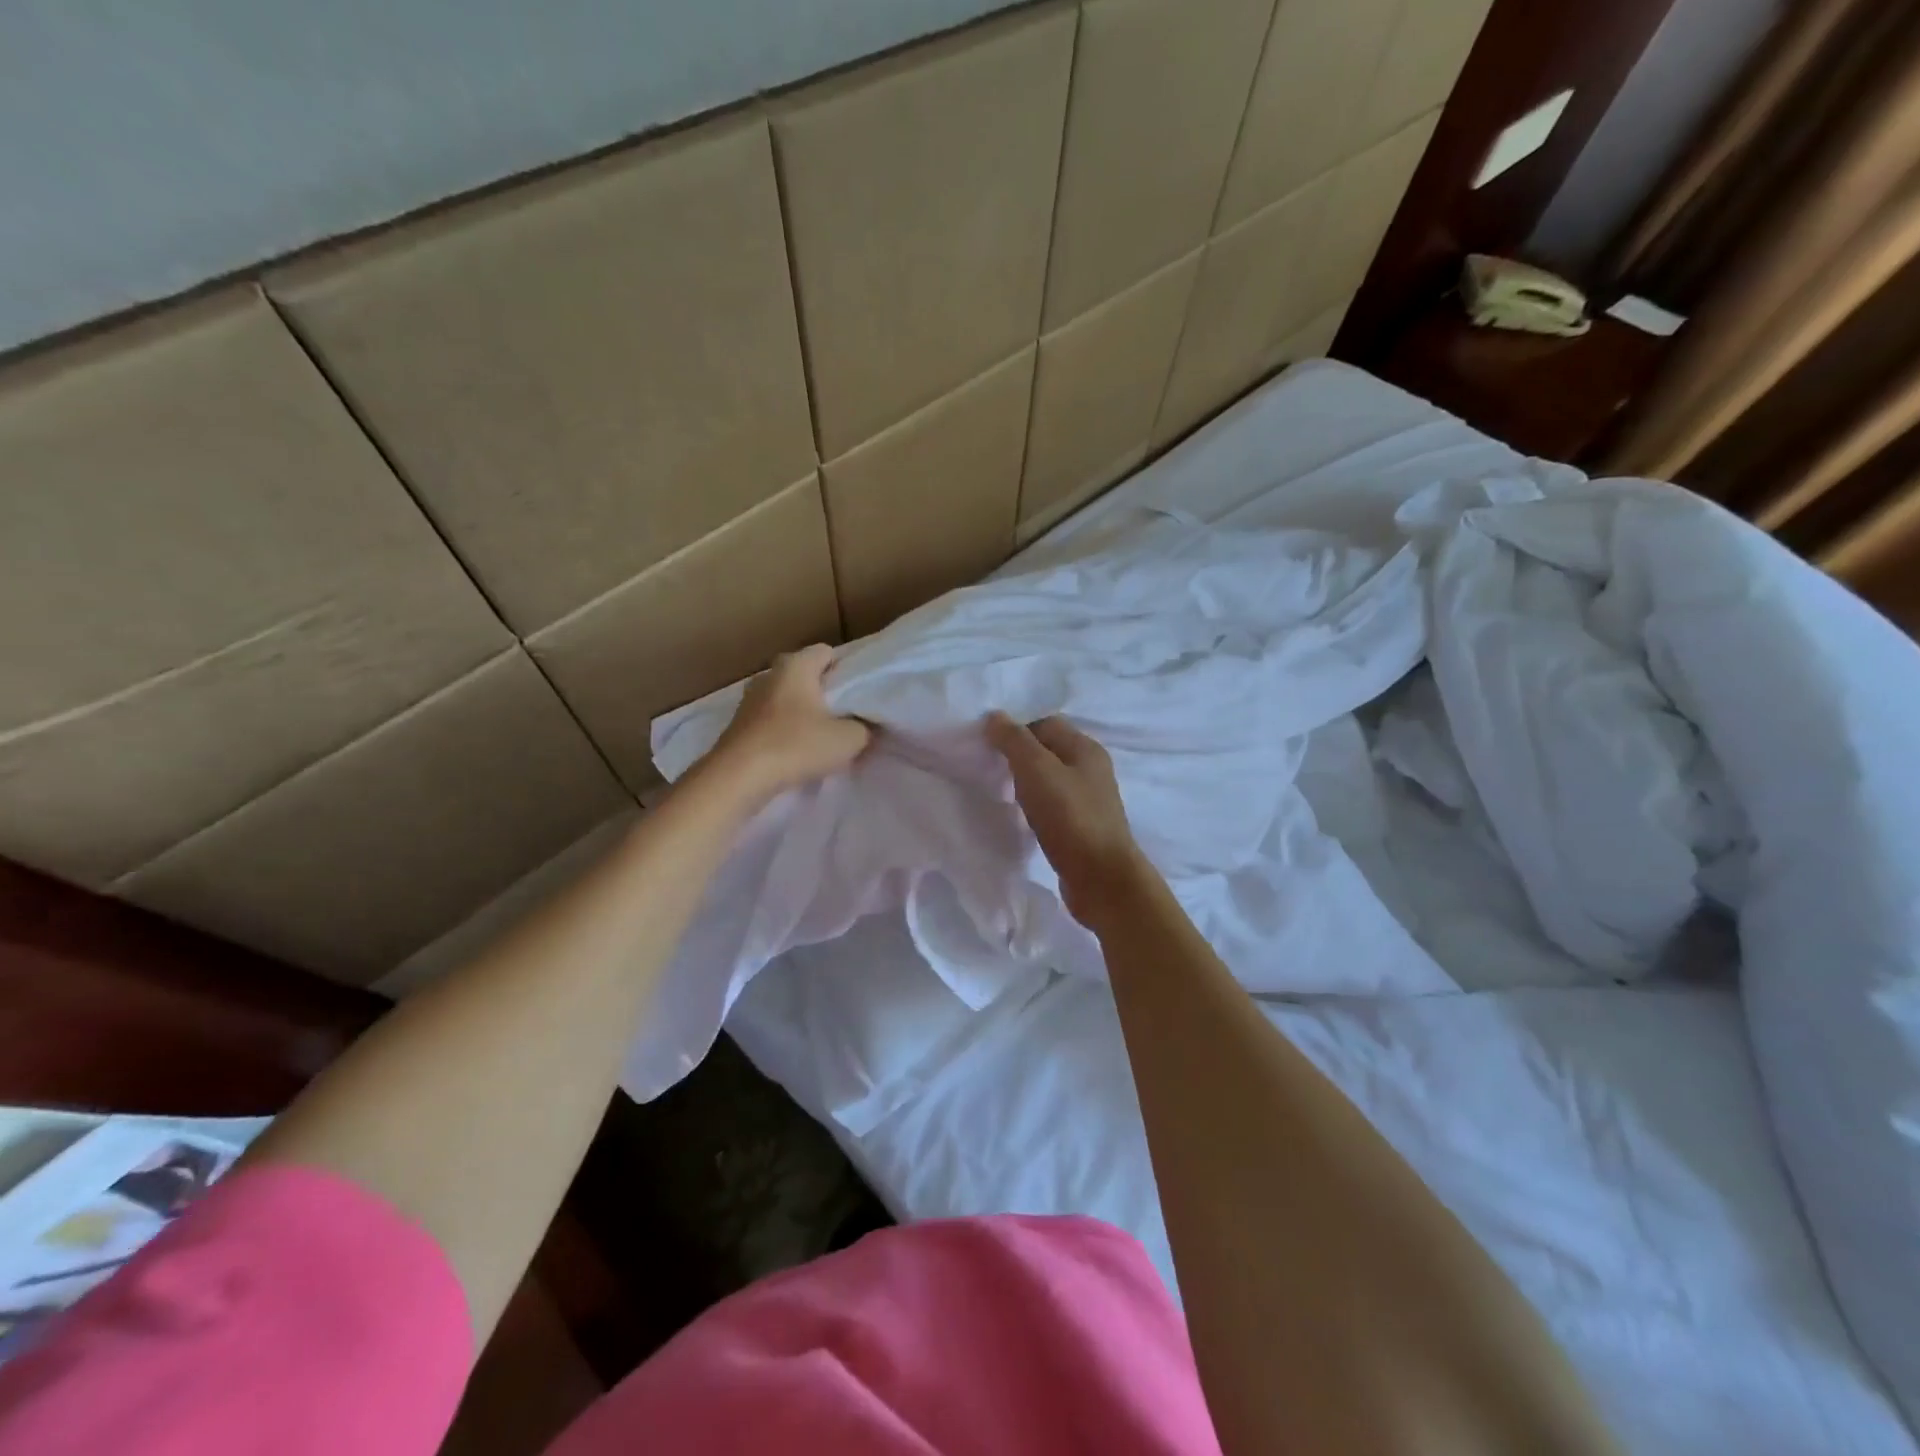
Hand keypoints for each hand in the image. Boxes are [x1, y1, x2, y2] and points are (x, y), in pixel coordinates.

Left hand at [702, 645, 870, 802]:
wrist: (738, 777)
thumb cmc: (796, 745)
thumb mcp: (848, 739)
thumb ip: (863, 727)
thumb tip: (863, 725)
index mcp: (796, 665)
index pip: (825, 652)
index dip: (844, 669)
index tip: (856, 693)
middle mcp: (769, 675)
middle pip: (802, 673)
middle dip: (821, 690)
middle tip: (840, 713)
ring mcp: (749, 700)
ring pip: (783, 697)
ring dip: (799, 711)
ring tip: (818, 735)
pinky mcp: (737, 725)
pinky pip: (769, 719)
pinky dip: (782, 729)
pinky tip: (793, 750)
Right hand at [986, 713, 1149, 927]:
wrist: (1102, 880)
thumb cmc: (1071, 818)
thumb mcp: (1037, 771)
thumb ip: (1015, 741)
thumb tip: (994, 716)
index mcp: (1085, 748)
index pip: (1045, 722)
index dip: (1014, 726)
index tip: (983, 739)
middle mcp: (1090, 769)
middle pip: (1047, 750)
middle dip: (1016, 754)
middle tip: (984, 763)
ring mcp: (1087, 800)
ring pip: (1048, 779)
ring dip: (1023, 781)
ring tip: (995, 788)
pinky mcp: (1080, 827)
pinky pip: (1051, 805)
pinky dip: (1032, 805)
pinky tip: (1017, 815)